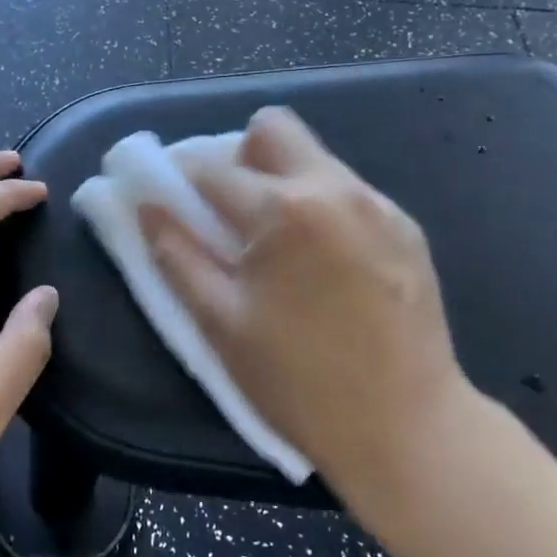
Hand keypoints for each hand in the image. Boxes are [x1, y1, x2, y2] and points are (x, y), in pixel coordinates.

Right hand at [140, 108, 483, 521]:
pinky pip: (347, 191)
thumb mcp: (221, 324)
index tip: (170, 200)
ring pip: (313, 156)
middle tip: (230, 211)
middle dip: (239, 156)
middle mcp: (334, 186)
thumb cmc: (300, 384)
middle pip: (272, 128)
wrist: (410, 429)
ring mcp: (377, 203)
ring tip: (278, 242)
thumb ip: (176, 255)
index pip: (210, 167)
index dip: (178, 179)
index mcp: (282, 209)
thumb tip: (146, 205)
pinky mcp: (405, 225)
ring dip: (281, 180)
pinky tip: (324, 261)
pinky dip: (320, 206)